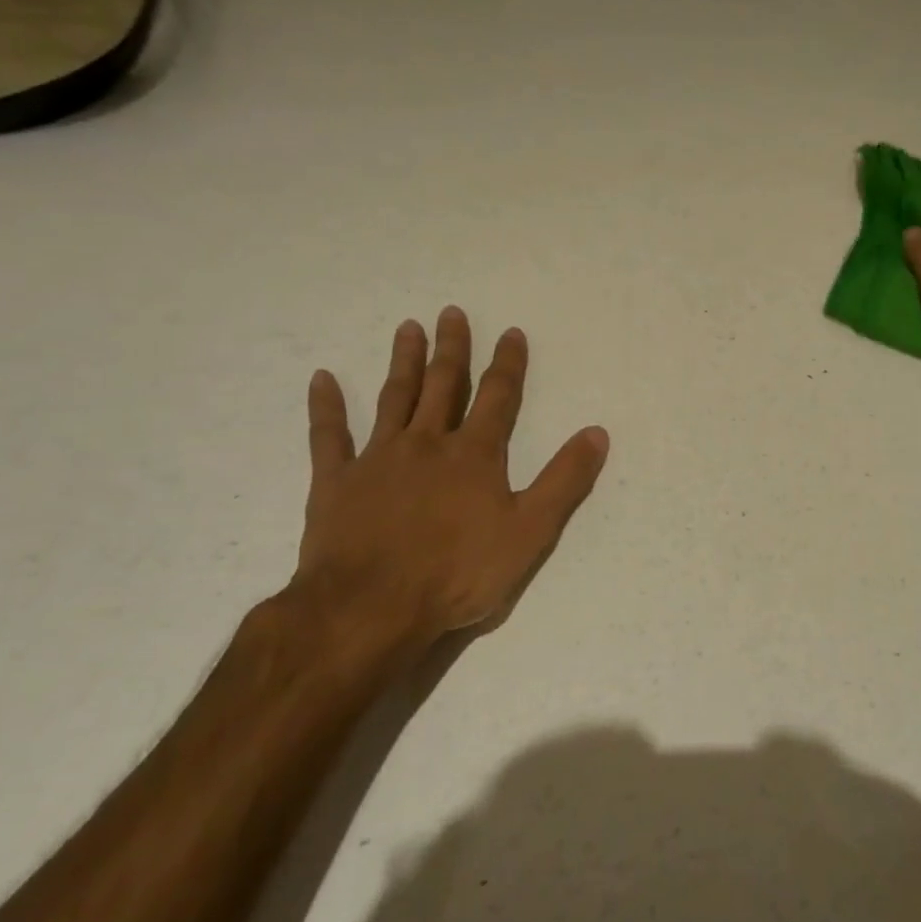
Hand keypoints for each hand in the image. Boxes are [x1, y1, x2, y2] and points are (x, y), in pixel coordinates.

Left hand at [288, 306, 608, 665]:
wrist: (370, 608)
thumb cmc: (457, 573)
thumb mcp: (530, 532)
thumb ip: (564, 480)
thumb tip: (597, 432)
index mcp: (474, 454)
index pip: (498, 397)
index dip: (507, 363)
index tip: (511, 332)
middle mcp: (427, 443)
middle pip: (443, 385)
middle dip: (451, 348)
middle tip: (450, 312)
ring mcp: (378, 458)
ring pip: (394, 398)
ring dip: (403, 362)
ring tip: (407, 328)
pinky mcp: (336, 481)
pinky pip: (328, 436)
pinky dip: (326, 406)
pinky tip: (323, 379)